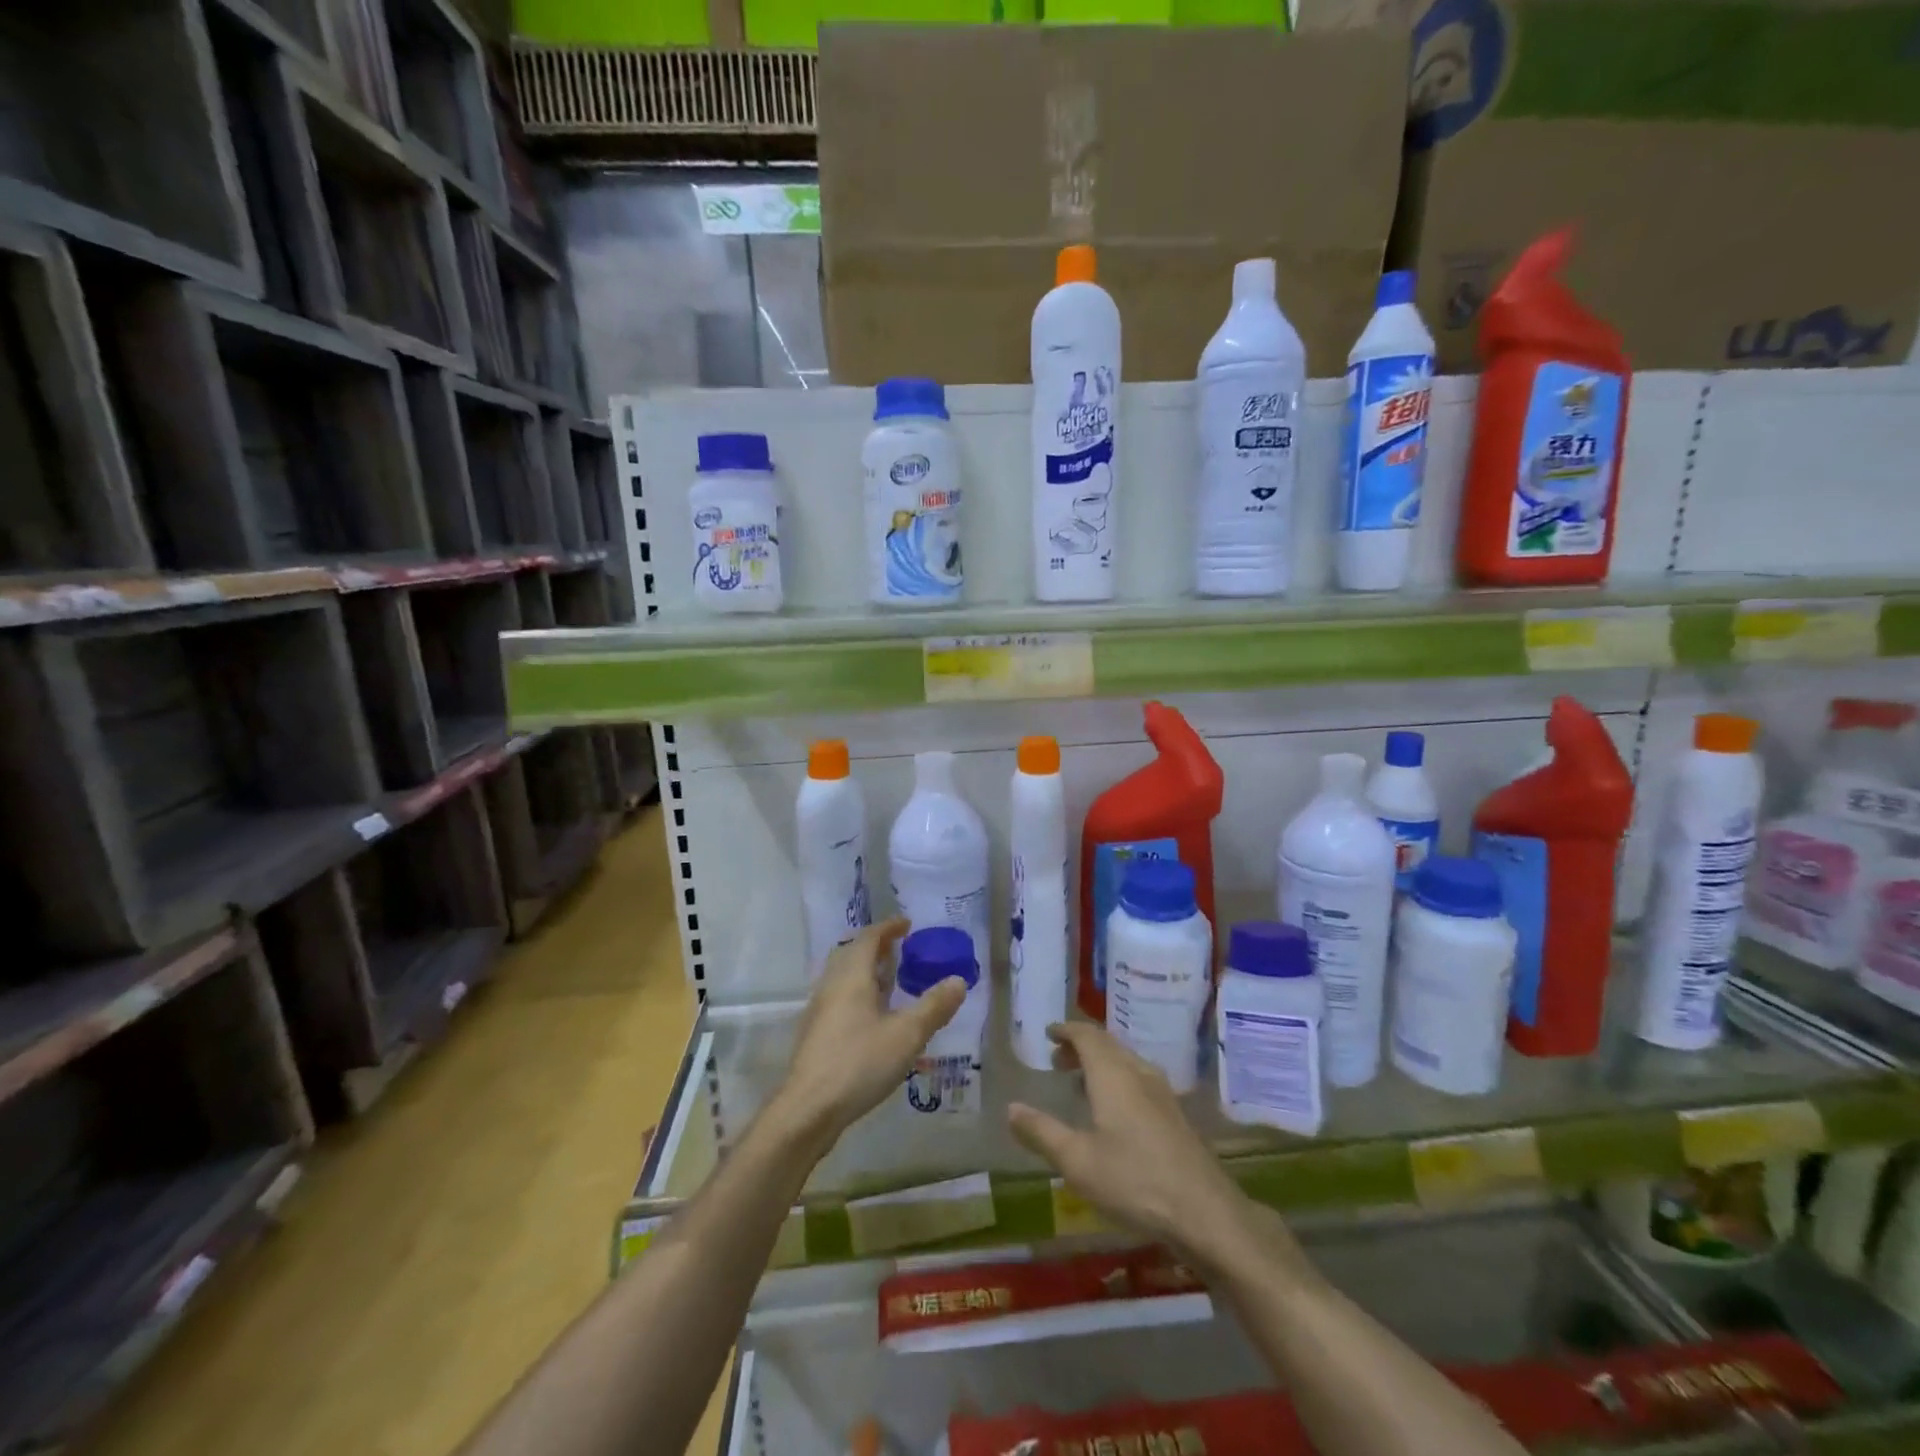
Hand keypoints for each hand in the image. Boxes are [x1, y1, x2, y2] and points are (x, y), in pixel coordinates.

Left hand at [778, 919, 967, 1151]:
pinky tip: (874, 1018)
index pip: (868, 938)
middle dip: (875, 947)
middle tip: (900, 950)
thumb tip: (958, 980)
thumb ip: (933, 1006)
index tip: (907, 924)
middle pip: (850, 953)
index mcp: (851, 976)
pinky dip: (858, 994)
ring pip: (843, 977)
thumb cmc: (859, 1063)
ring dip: (866, 971)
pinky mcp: (816, 1034)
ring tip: (891, 981)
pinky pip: (839, 999)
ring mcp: (819, 1011)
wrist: (809, 1109)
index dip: (888, 927)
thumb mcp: (906, 1035)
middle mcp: (831, 986)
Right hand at [1007, 1023, 1259, 1266]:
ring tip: (1080, 1082)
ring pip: (1126, 1061)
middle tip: (1057, 1059)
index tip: (1049, 1033)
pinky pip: (1139, 1079)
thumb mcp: (1078, 1162)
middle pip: (1107, 1045)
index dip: (1066, 1031)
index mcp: (1112, 1074)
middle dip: (1081, 1046)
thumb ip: (1042, 1132)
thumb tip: (1011, 1108)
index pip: (1087, 1036)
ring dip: (1100, 1063)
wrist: (1205, 1212)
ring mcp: (1162, 1092)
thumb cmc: (1134, 1181)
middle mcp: (1138, 1073)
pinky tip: (1114, 1110)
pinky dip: (1118, 1079)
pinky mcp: (1175, 1114)